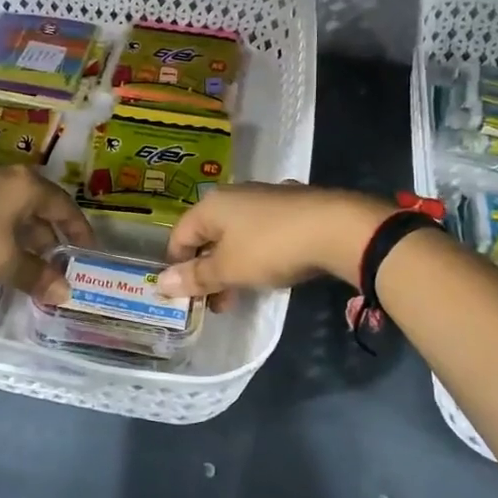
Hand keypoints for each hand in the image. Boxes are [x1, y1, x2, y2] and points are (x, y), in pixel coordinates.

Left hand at [0, 120, 94, 294]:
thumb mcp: (5, 263)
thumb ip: (35, 275)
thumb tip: (65, 293)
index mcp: (26, 188)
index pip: (63, 207)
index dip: (77, 229)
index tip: (85, 249)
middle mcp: (2, 175)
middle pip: (33, 203)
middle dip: (45, 230)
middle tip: (51, 257)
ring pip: (1, 197)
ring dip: (14, 216)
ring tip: (24, 238)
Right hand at [156, 184, 395, 308]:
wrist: (336, 228)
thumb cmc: (271, 247)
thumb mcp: (229, 268)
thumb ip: (196, 277)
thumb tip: (160, 283)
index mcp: (211, 205)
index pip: (179, 236)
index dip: (177, 266)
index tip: (186, 295)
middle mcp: (234, 195)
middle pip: (208, 235)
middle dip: (208, 271)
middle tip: (217, 303)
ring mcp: (265, 197)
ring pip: (236, 235)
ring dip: (233, 265)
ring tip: (243, 294)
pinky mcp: (291, 205)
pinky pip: (262, 232)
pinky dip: (257, 253)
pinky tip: (272, 271)